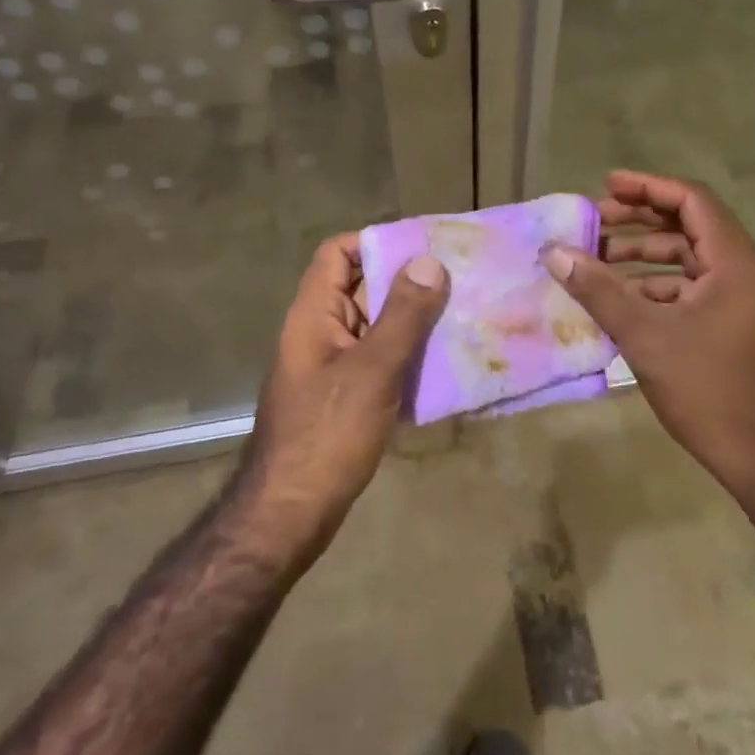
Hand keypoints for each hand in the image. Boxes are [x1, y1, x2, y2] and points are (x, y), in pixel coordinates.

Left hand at [241, 235, 448, 561]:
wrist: (290, 514)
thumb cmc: (327, 434)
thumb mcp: (371, 370)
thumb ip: (402, 316)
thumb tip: (429, 261)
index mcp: (314, 313)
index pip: (338, 252)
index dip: (377, 241)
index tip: (425, 245)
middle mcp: (321, 331)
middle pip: (362, 286)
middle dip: (408, 280)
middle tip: (460, 277)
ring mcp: (333, 365)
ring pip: (376, 326)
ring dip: (414, 320)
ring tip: (464, 313)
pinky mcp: (347, 396)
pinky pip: (381, 360)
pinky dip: (410, 355)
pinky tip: (447, 362)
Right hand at [544, 171, 754, 541]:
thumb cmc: (711, 391)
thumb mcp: (646, 337)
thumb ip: (599, 290)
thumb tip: (556, 253)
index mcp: (738, 263)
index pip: (692, 200)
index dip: (647, 187)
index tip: (605, 186)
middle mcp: (749, 272)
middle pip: (690, 227)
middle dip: (639, 222)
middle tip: (593, 225)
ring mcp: (748, 300)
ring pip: (691, 261)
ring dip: (644, 258)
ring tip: (597, 263)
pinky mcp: (741, 325)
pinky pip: (696, 289)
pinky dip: (659, 288)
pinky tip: (623, 302)